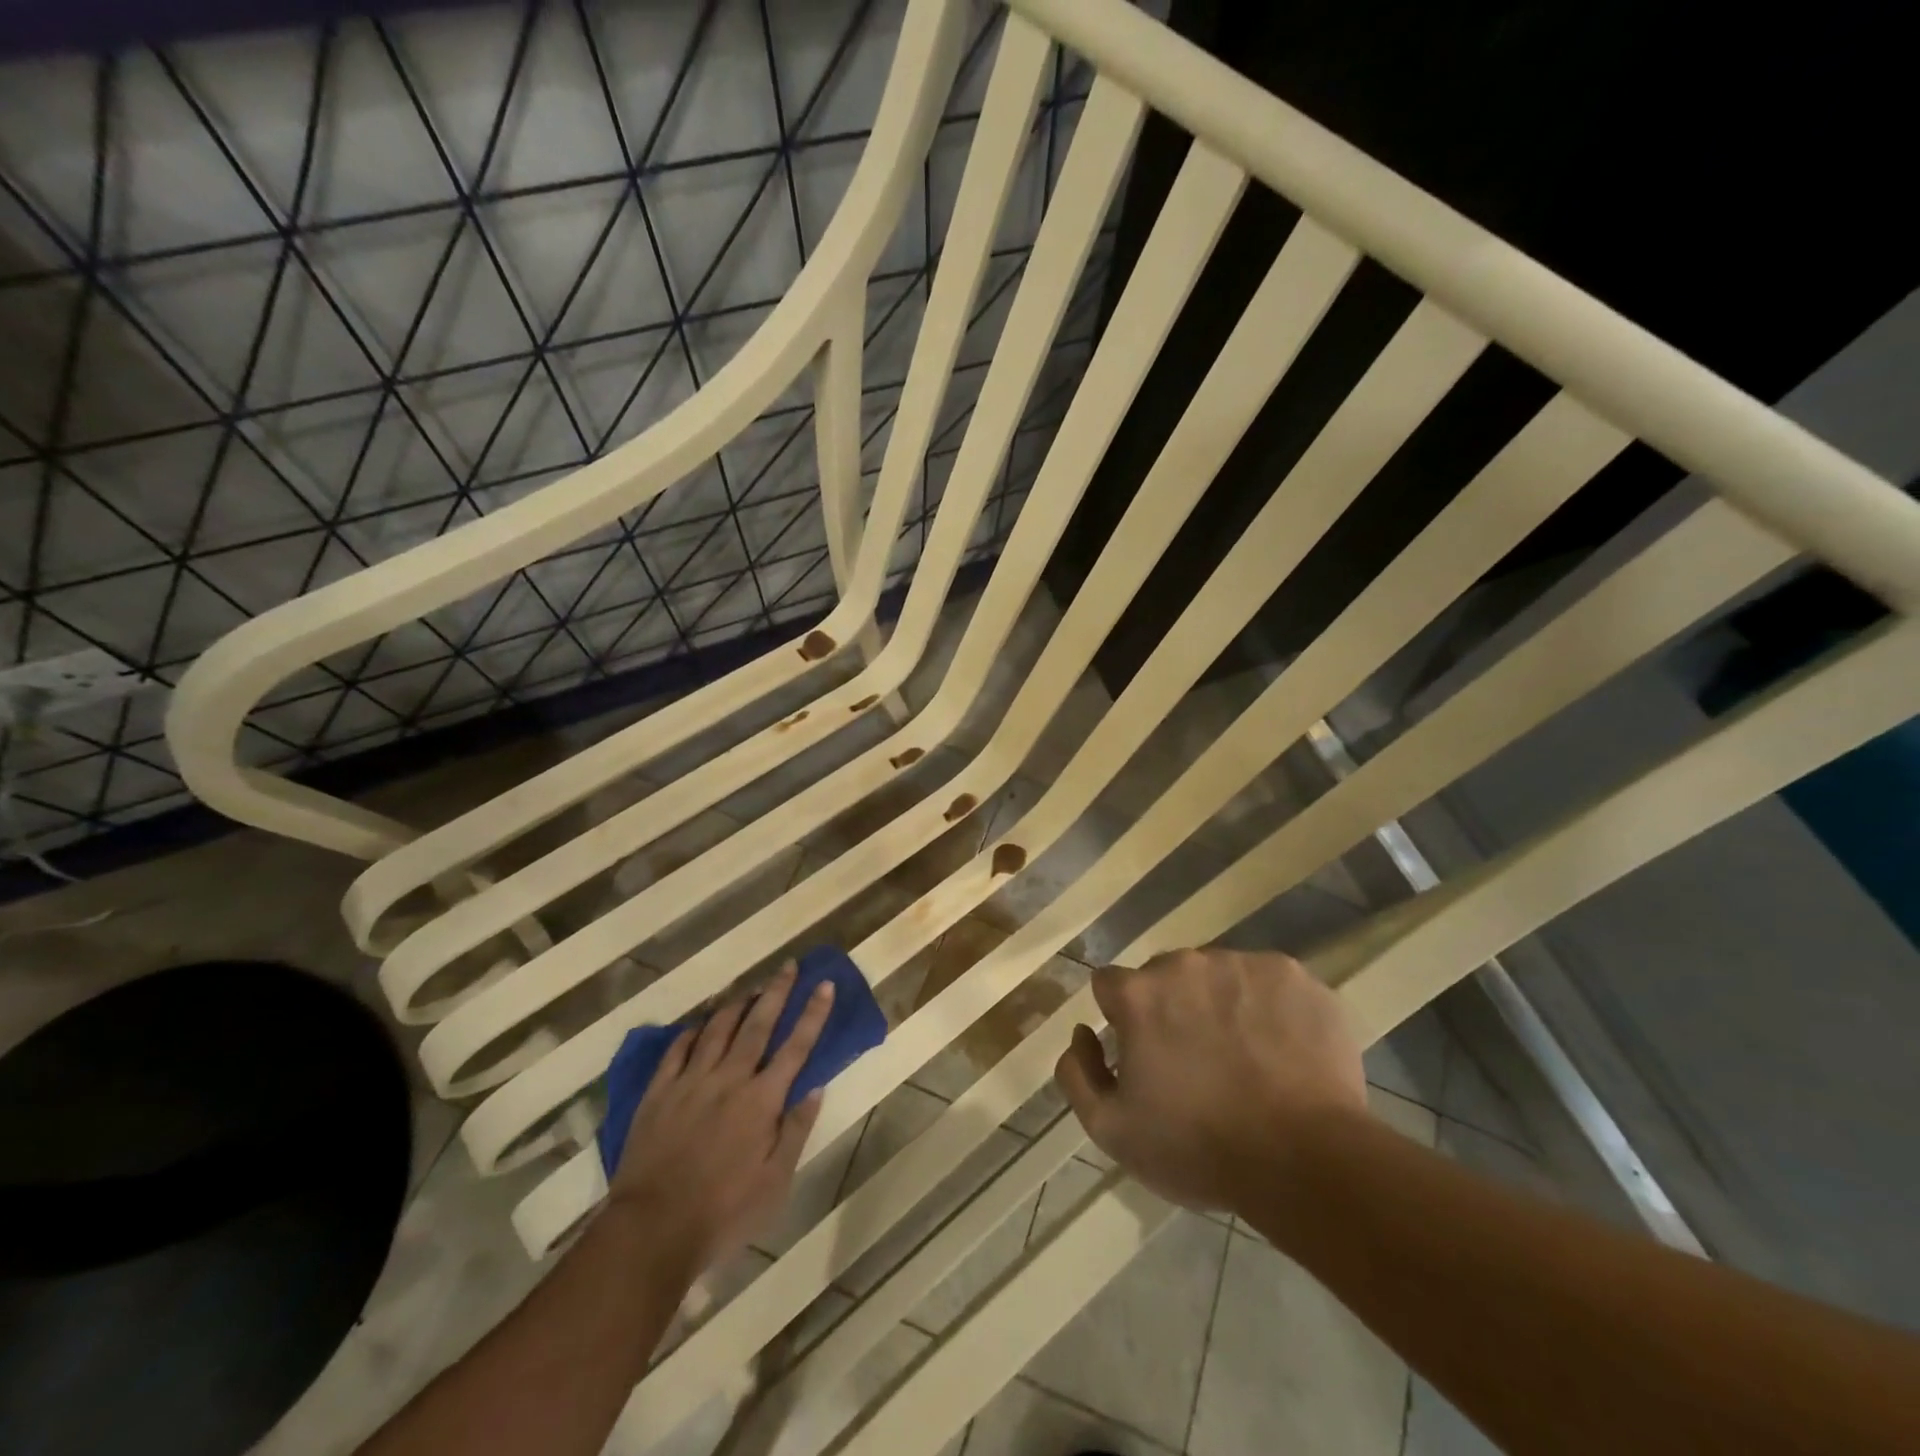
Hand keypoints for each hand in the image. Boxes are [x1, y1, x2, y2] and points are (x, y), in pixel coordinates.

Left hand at [607, 962, 832, 1274]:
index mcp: (761, 1100)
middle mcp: (729, 1079)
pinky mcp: (658, 1093)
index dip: (813, 1013)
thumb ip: (795, 1130)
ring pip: (717, 1029)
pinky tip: (700, 1023)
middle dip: (776, 992)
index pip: (795, 1046)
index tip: (825, 984)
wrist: (651, 1230)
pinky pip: (677, 1050)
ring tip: (750, 987)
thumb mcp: (775, 1182)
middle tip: (788, 965)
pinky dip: (692, 1031)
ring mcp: (690, 1082)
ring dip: (737, 1004)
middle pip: (757, 1025)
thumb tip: (815, 1087)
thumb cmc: (723, 1212)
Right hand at [1053, 947, 1366, 1214]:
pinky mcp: (1293, 976)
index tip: (1143, 1054)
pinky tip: (1282, 1052)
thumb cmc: (1199, 1147)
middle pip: (1165, 976)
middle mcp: (1186, 964)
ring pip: (1217, 976)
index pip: (1110, 985)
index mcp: (1139, 993)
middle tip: (1197, 1061)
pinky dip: (1267, 1008)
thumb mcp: (1112, 1130)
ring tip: (1245, 1059)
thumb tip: (1081, 1033)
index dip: (1121, 1019)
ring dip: (1219, 1005)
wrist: (1305, 1160)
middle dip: (1171, 1008)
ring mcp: (1243, 964)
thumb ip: (1077, 1073)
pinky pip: (1267, 983)